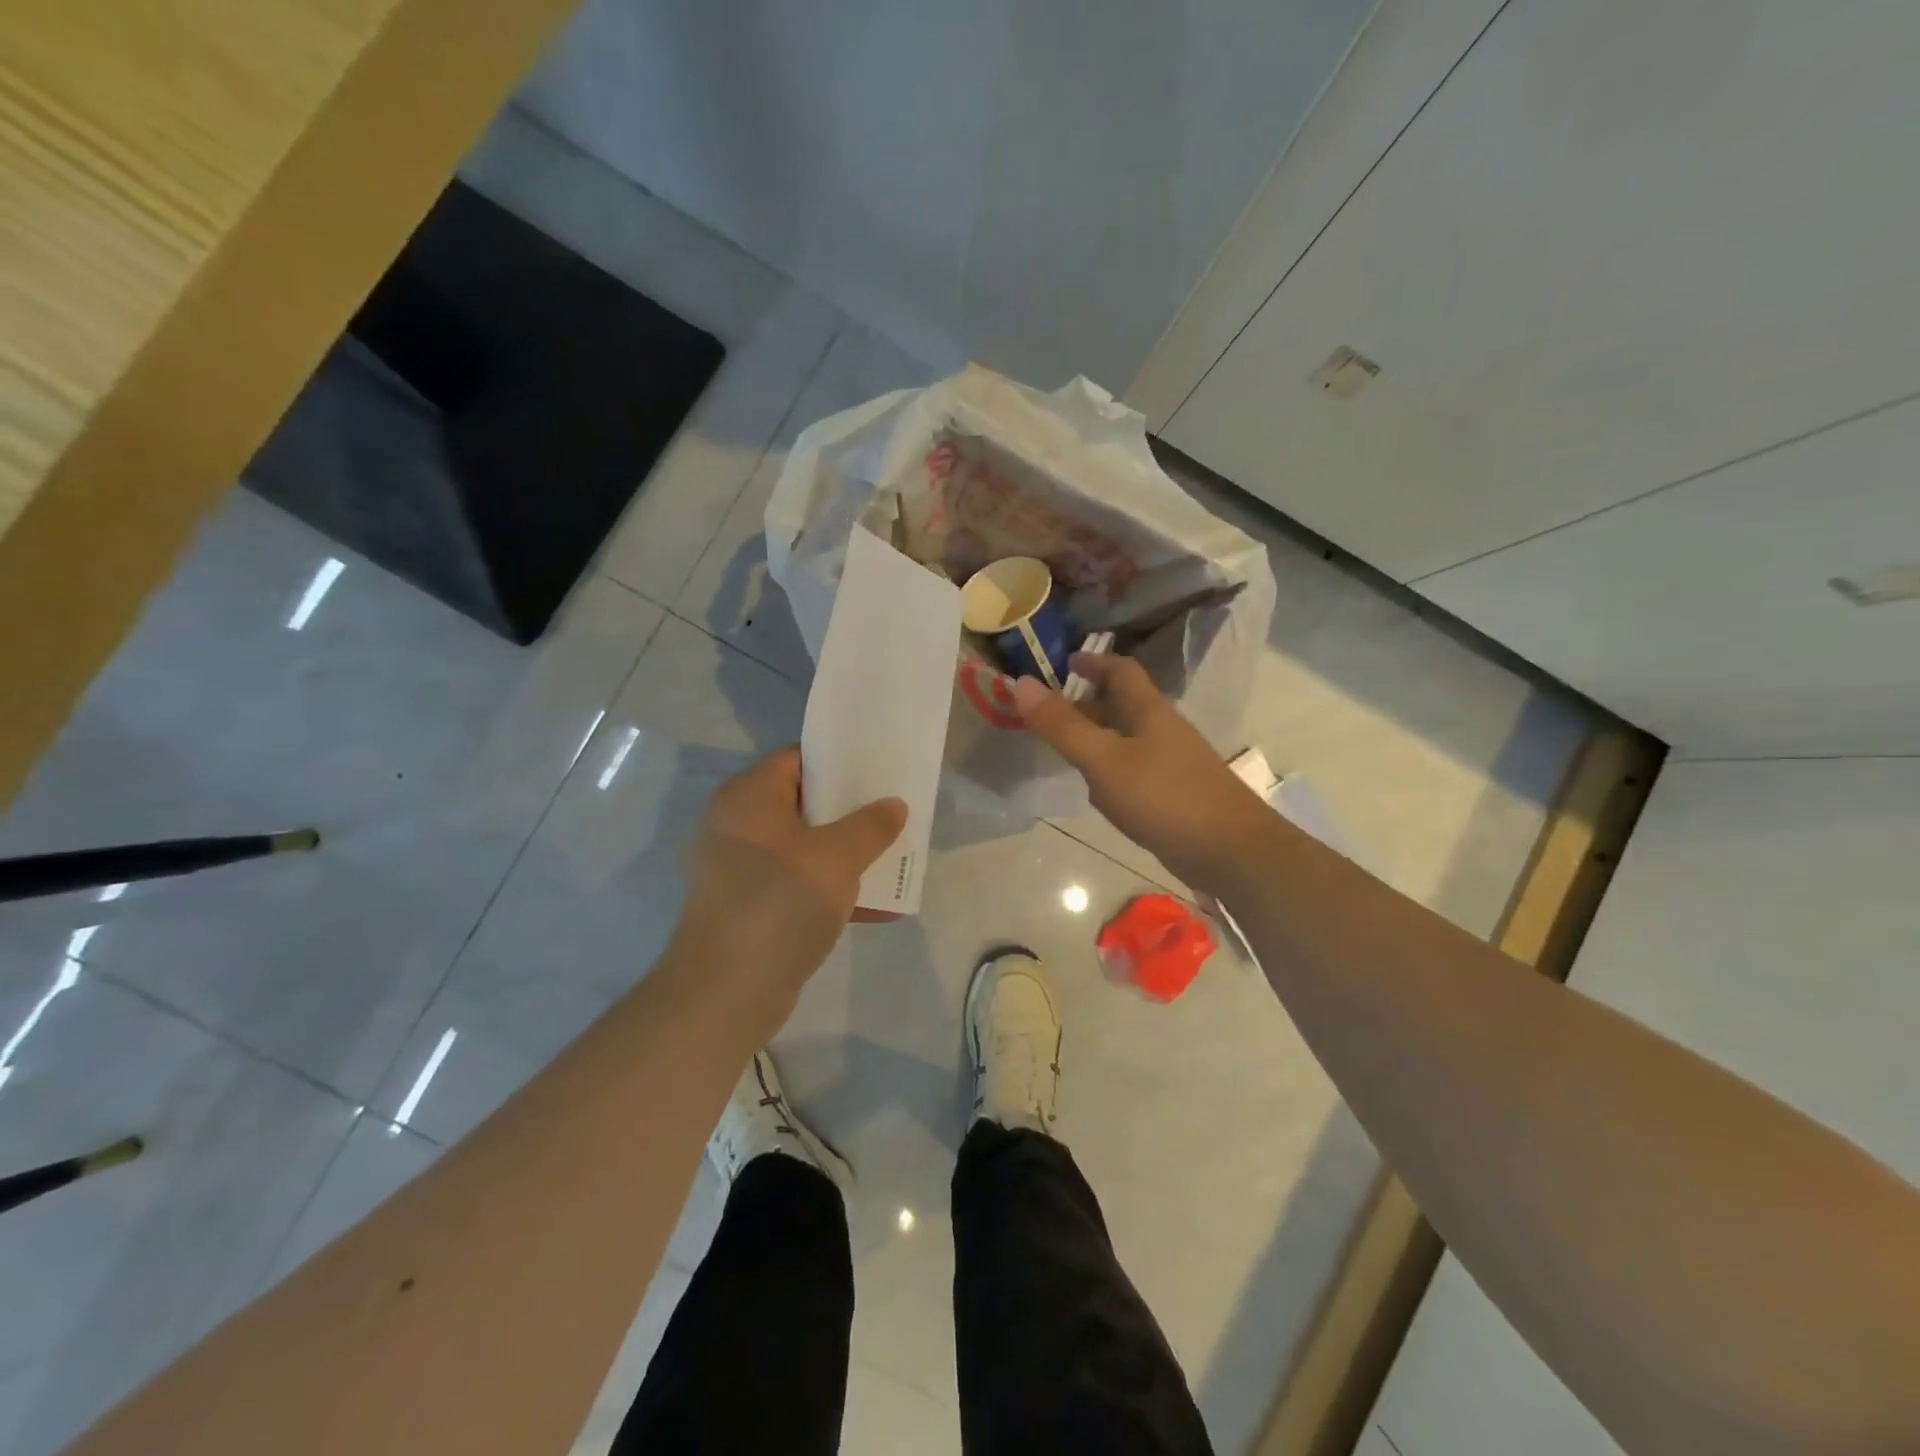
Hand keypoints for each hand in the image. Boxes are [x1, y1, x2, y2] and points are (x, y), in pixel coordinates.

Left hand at [675, 748, 905, 1025]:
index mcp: (749, 797)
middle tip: (894, 811)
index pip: (798, 760)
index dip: (840, 761)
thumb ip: (871, 826)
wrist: (726, 992)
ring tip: (895, 856)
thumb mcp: (836, 858)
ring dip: (849, 855)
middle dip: (852, 811)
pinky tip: (880, 908)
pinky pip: (800, 886)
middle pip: (805, 805)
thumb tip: (893, 805)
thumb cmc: (779, 902)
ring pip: (806, 849)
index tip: (880, 769)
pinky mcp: (752, 909)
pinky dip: (834, 892)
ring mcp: (743, 870)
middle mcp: (739, 826)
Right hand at [1012, 655, 1272, 890]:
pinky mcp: (1173, 793)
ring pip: (1126, 739)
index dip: (1093, 661)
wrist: (1229, 850)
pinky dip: (1110, 770)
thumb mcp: (1103, 760)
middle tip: (1048, 712)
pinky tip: (1097, 792)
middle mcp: (1161, 729)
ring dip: (1096, 737)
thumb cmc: (1164, 796)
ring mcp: (1171, 762)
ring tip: (1062, 749)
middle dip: (1086, 702)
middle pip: (1121, 704)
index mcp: (1148, 710)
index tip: (1064, 663)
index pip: (1121, 670)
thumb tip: (1019, 683)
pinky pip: (1134, 770)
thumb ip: (1061, 725)